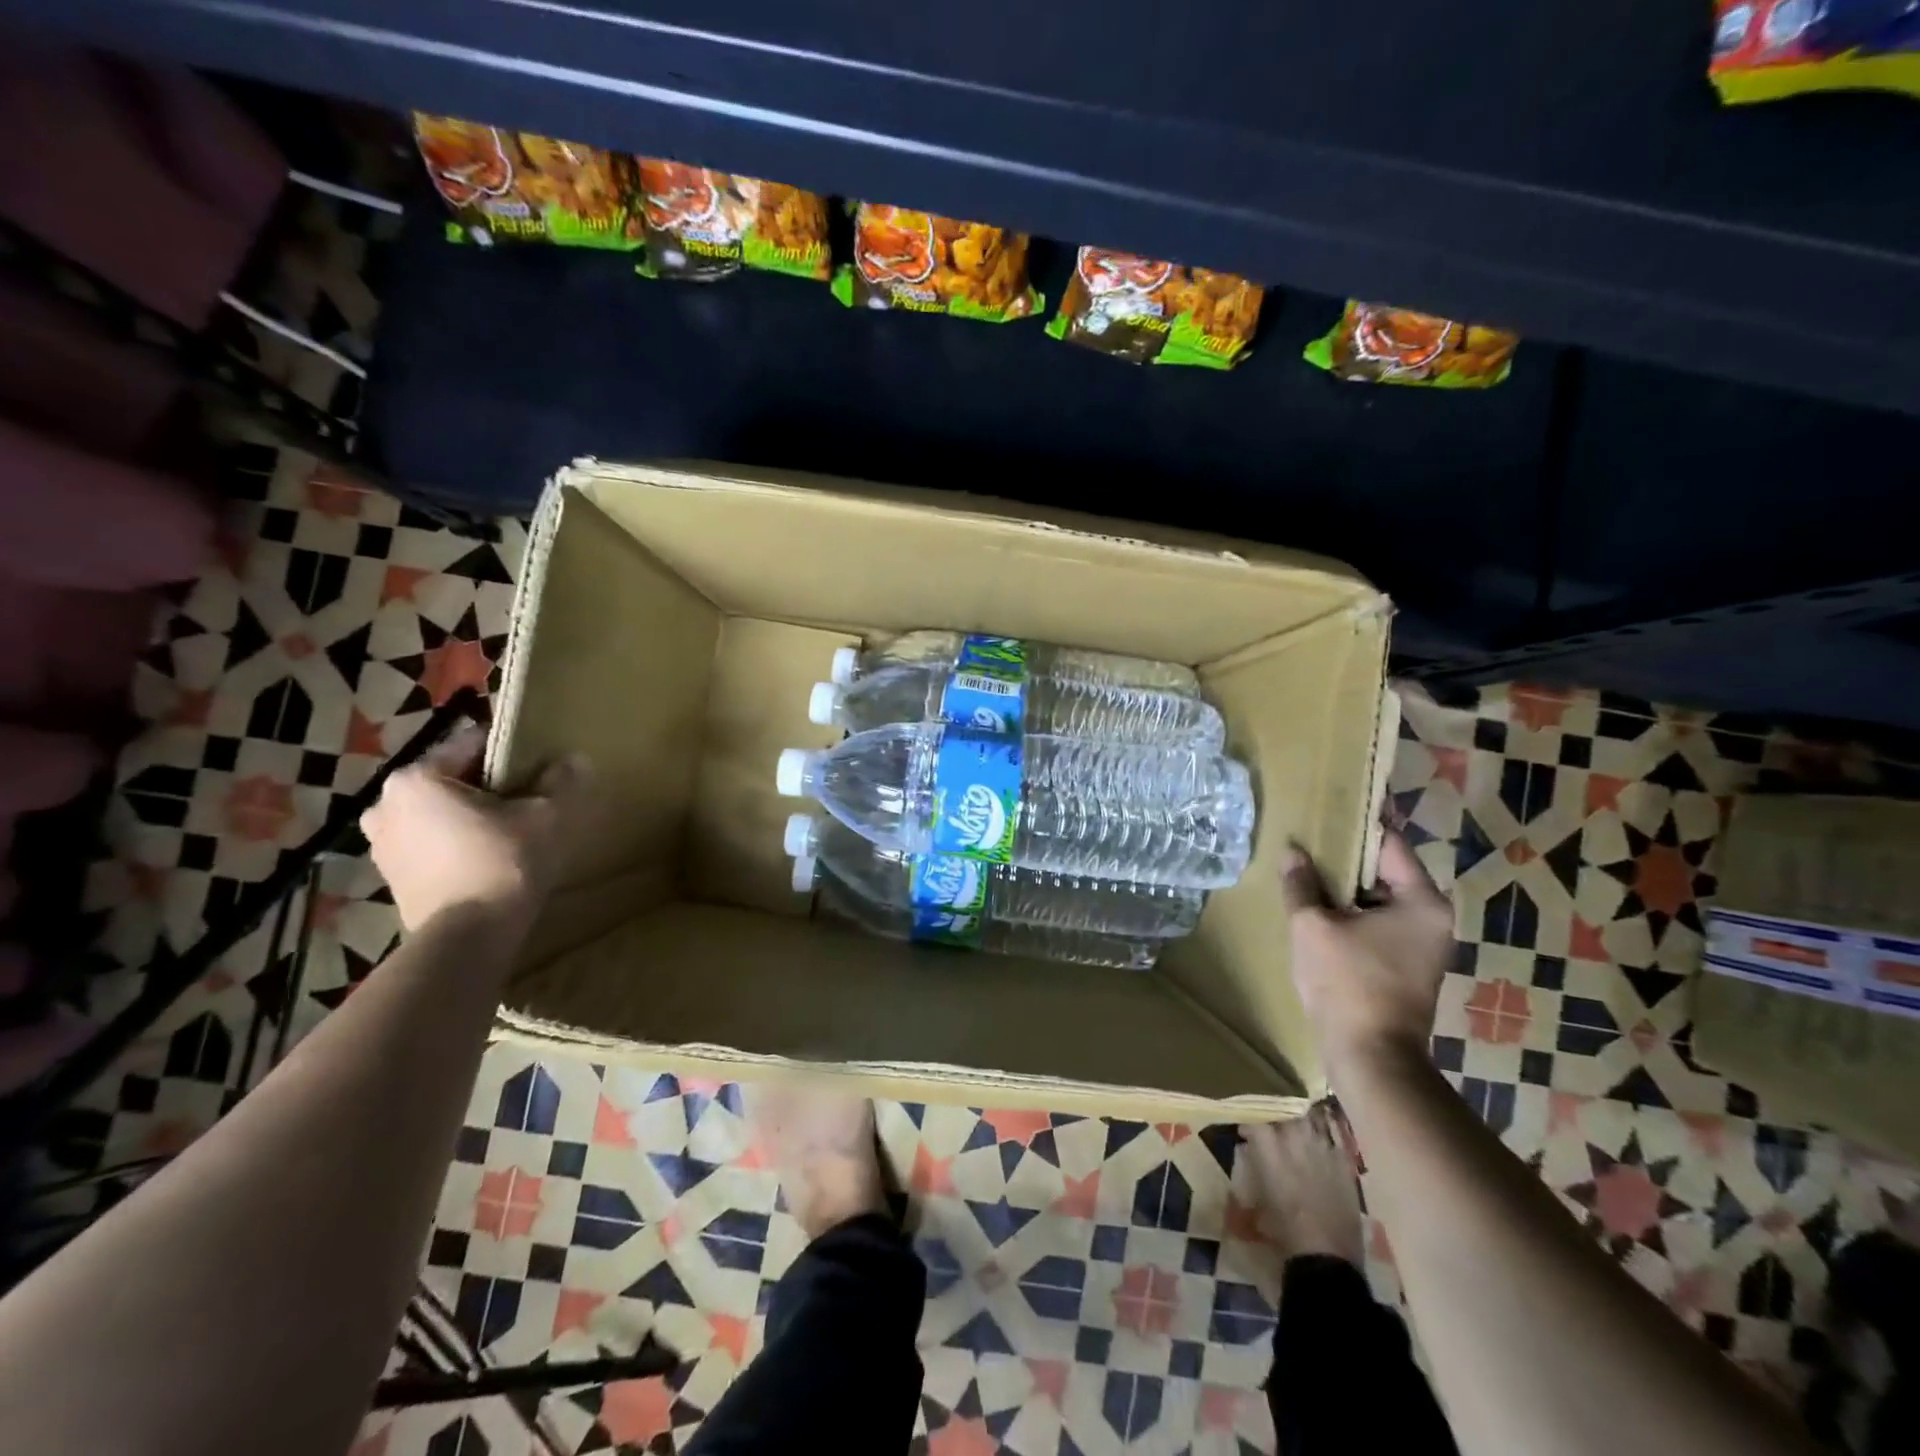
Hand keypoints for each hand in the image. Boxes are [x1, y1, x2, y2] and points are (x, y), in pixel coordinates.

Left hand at [361, 725, 589, 933]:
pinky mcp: (391, 877)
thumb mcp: (547, 815)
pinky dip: (456, 844)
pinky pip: (430, 843)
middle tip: (528, 802)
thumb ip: (562, 780)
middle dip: (488, 787)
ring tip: (510, 832)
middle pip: (452, 780)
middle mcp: (385, 804)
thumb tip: (574, 759)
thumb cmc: (503, 863)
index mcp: (417, 778)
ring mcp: (381, 844)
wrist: (468, 938)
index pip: (472, 744)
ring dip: (470, 816)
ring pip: (439, 813)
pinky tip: (488, 858)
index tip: (540, 767)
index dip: (511, 752)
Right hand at [1283, 830, 1453, 1076]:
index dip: (1358, 826)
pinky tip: (1319, 909)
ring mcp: (1423, 945)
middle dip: (1347, 858)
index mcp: (1422, 902)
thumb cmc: (1347, 982)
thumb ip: (1302, 884)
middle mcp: (1433, 919)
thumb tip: (1292, 851)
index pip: (1391, 845)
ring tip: (1308, 870)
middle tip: (1310, 839)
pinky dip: (1353, 913)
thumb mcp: (1313, 926)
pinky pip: (1378, 924)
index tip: (1331, 809)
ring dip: (1347, 888)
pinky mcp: (1407, 966)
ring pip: (1380, 900)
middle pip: (1386, 872)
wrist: (1371, 1055)